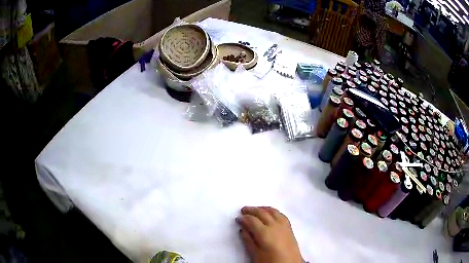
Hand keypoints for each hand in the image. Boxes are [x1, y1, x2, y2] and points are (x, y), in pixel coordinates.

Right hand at [236, 206, 302, 262]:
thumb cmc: (270, 262)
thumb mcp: (255, 254)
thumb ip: (248, 240)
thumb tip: (242, 229)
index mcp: (264, 232)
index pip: (252, 220)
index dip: (244, 218)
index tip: (238, 218)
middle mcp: (274, 225)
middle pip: (262, 213)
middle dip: (251, 210)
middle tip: (243, 210)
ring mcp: (283, 225)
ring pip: (272, 211)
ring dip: (262, 208)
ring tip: (255, 209)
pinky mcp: (289, 228)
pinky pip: (280, 214)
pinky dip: (273, 211)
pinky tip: (270, 213)